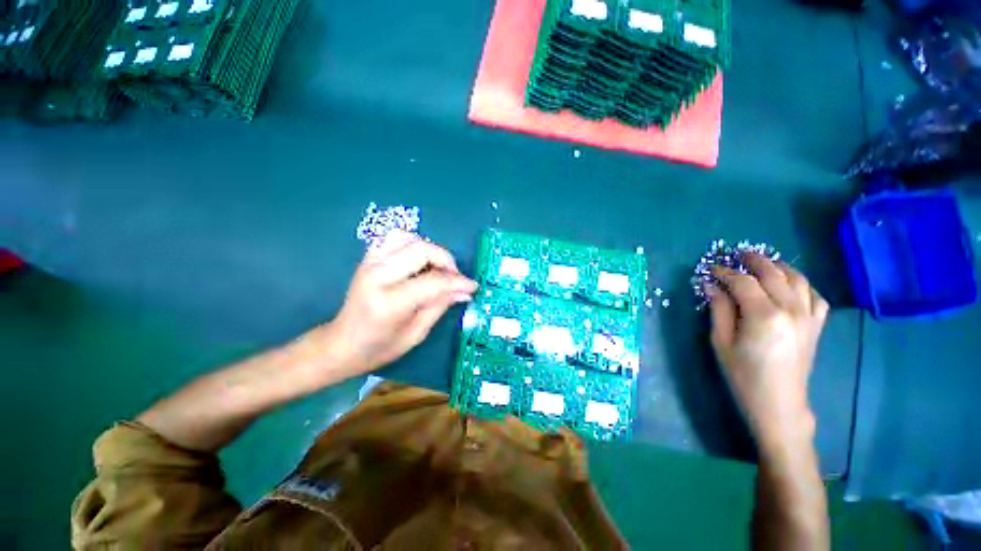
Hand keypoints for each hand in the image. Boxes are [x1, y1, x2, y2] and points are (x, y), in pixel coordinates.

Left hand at [317, 232, 476, 378]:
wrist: (342, 344)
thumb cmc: (380, 347)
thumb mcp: (416, 334)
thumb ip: (440, 306)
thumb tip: (464, 291)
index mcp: (389, 303)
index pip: (433, 281)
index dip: (458, 282)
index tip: (472, 287)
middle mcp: (377, 276)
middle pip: (421, 249)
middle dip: (446, 260)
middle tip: (454, 277)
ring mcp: (369, 264)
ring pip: (406, 237)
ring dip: (429, 248)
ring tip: (437, 267)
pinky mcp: (367, 259)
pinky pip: (393, 238)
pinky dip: (411, 243)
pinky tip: (418, 261)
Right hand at [707, 253, 828, 450]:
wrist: (779, 404)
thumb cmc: (743, 375)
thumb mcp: (721, 342)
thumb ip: (719, 309)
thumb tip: (711, 286)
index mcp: (763, 315)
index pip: (743, 282)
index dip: (725, 272)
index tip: (711, 269)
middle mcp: (791, 310)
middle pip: (773, 273)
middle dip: (753, 260)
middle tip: (737, 254)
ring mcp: (809, 317)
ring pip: (798, 279)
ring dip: (779, 267)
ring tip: (763, 264)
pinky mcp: (817, 325)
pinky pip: (815, 295)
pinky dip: (802, 284)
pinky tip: (790, 286)